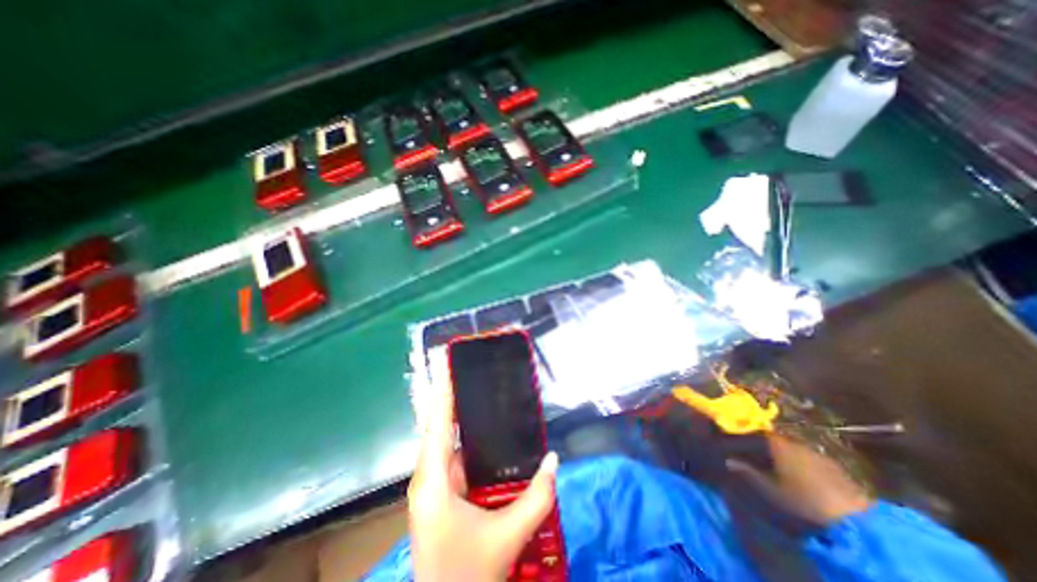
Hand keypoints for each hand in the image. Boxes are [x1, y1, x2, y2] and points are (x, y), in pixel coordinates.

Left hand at [410, 383, 562, 581]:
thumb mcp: (508, 535)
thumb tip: (554, 458)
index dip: (443, 394)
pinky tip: (479, 431)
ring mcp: (431, 487)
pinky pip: (449, 455)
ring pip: (442, 441)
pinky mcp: (438, 494)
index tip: (450, 367)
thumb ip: (537, 496)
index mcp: (434, 482)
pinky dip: (461, 438)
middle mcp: (426, 477)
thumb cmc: (470, 574)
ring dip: (456, 417)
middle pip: (437, 427)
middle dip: (451, 398)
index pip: (437, 425)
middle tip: (471, 374)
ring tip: (477, 393)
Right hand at [724, 435, 868, 524]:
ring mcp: (816, 452)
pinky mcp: (833, 466)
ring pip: (792, 448)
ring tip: (777, 467)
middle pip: (774, 440)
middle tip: (756, 456)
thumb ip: (748, 472)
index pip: (756, 432)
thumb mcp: (770, 489)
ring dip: (783, 454)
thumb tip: (728, 459)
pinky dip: (800, 462)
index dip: (747, 437)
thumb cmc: (803, 500)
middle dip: (765, 446)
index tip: (738, 443)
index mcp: (777, 444)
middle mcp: (795, 442)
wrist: (855, 519)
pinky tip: (800, 475)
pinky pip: (808, 458)